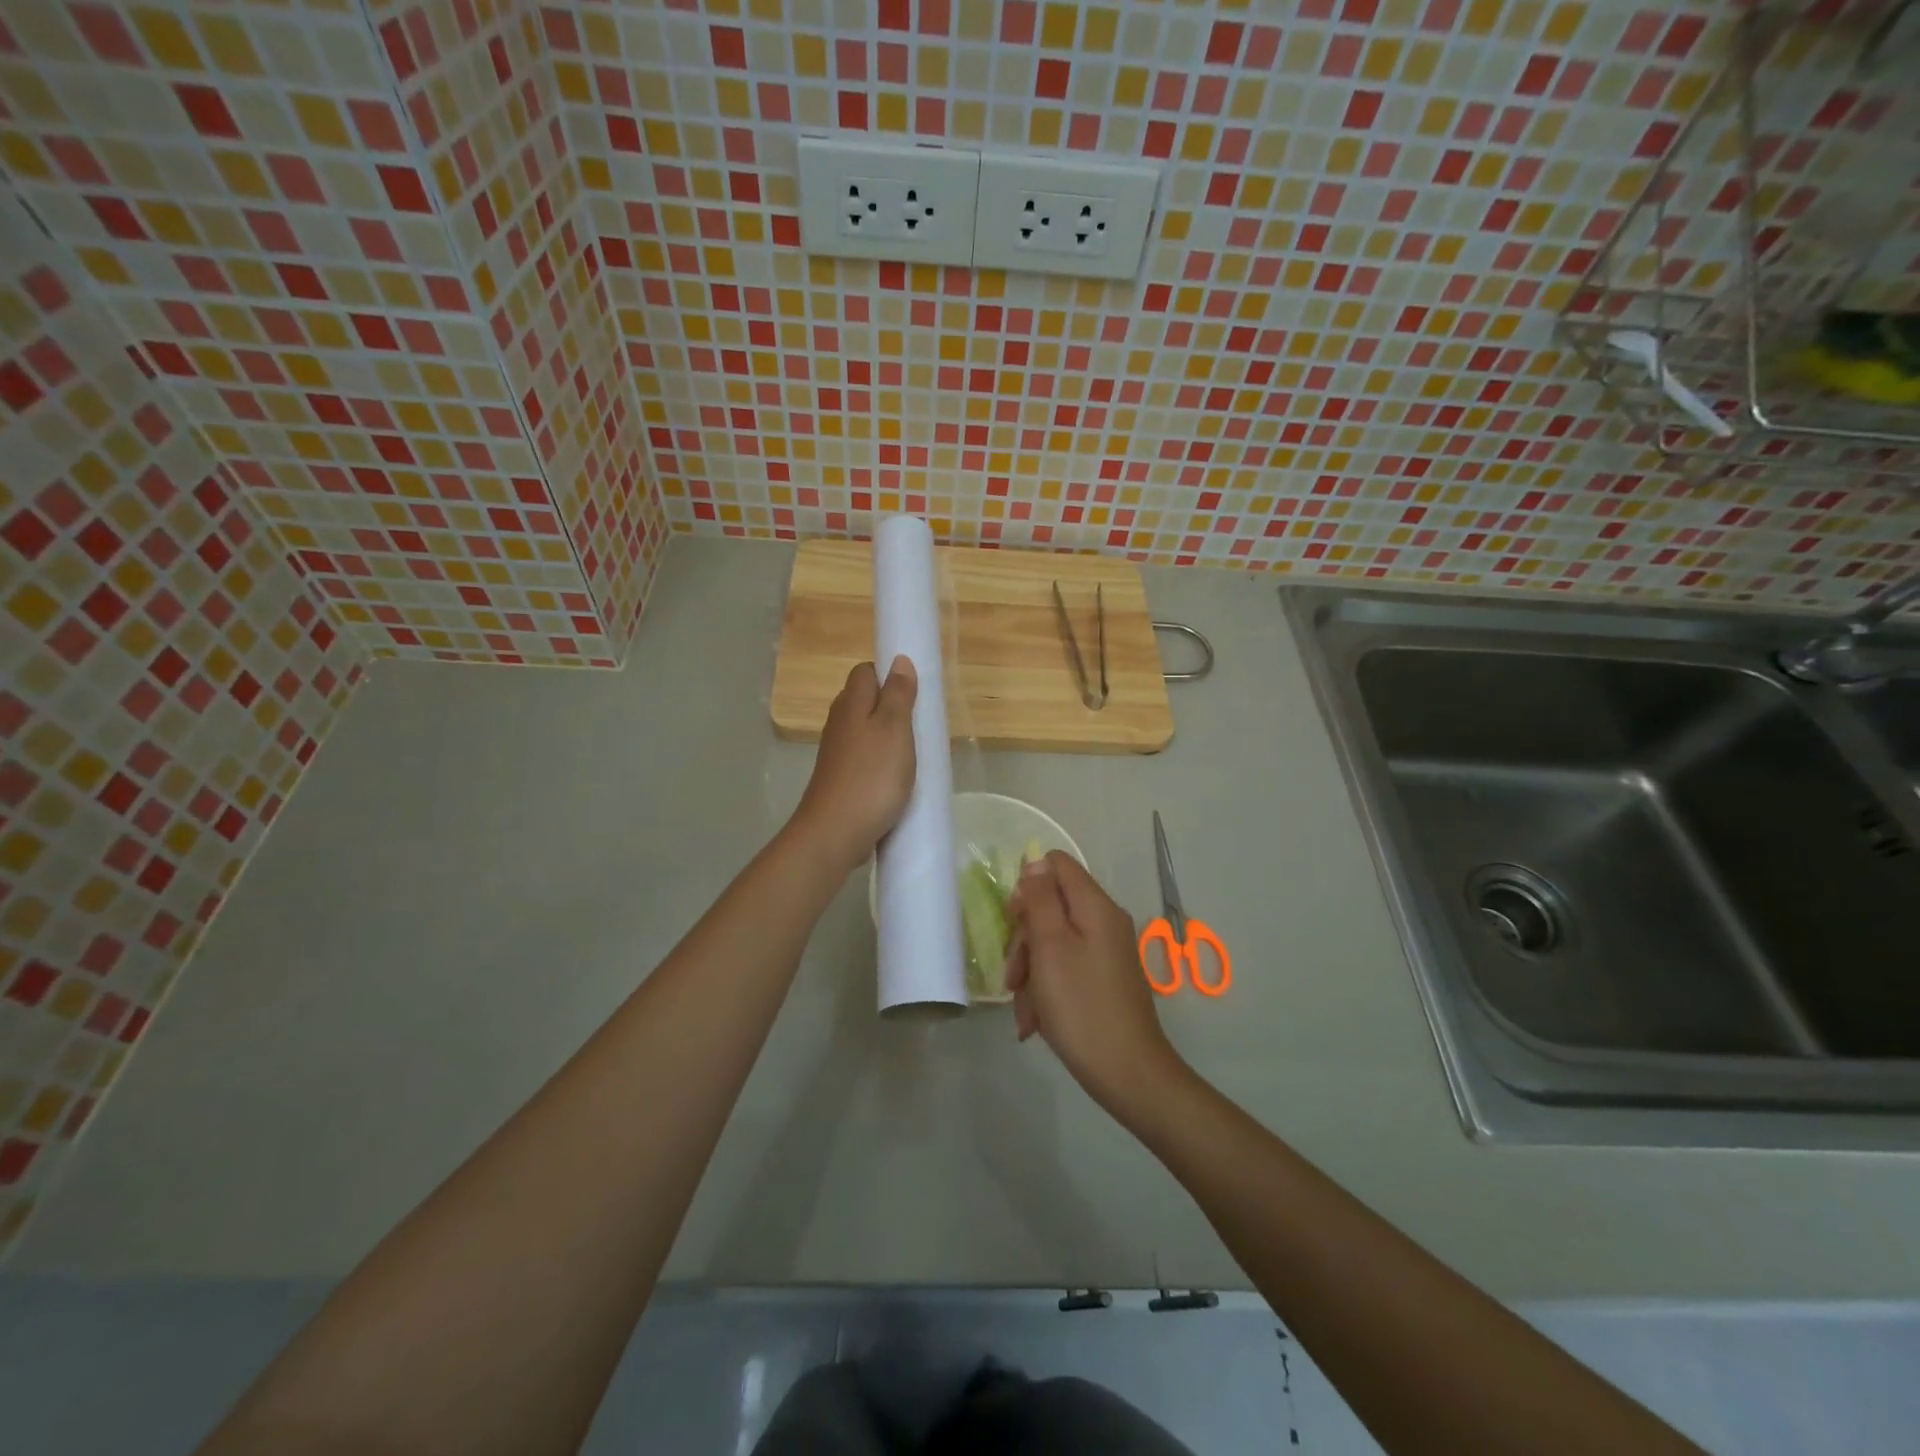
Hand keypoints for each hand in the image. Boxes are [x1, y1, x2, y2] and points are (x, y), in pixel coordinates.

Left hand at [792, 657, 917, 871]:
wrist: (836, 832)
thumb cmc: (872, 776)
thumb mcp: (895, 729)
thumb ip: (898, 694)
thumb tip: (898, 659)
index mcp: (851, 704)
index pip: (866, 671)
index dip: (889, 674)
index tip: (915, 690)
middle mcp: (839, 723)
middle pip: (865, 701)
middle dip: (892, 706)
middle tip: (921, 722)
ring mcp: (837, 753)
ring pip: (865, 731)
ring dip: (888, 737)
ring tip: (914, 751)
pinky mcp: (841, 778)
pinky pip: (865, 758)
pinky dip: (881, 761)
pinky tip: (896, 777)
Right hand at [1005, 853, 1184, 1110]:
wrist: (1127, 1074)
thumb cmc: (1081, 1006)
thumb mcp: (1050, 947)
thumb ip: (1041, 899)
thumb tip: (1036, 861)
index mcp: (1095, 907)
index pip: (1057, 864)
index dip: (1029, 885)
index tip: (1015, 921)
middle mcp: (1104, 922)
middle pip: (1051, 906)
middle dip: (1025, 939)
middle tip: (1014, 974)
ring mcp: (1106, 952)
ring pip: (1053, 942)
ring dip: (1030, 972)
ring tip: (1024, 1010)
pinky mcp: (1103, 980)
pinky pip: (1066, 969)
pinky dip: (1046, 990)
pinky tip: (1035, 1022)